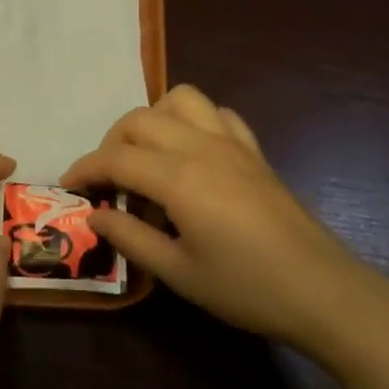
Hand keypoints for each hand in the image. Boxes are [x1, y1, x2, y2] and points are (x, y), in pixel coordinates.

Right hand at [62, 86, 366, 352]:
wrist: (320, 289)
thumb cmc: (244, 287)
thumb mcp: (177, 272)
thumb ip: (130, 237)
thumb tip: (94, 215)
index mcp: (177, 177)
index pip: (115, 158)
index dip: (85, 169)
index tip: (69, 187)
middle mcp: (201, 146)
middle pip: (139, 119)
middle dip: (111, 143)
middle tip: (105, 181)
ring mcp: (231, 143)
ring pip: (180, 99)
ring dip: (152, 119)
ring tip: (145, 156)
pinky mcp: (254, 151)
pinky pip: (217, 114)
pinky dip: (193, 121)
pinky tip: (191, 153)